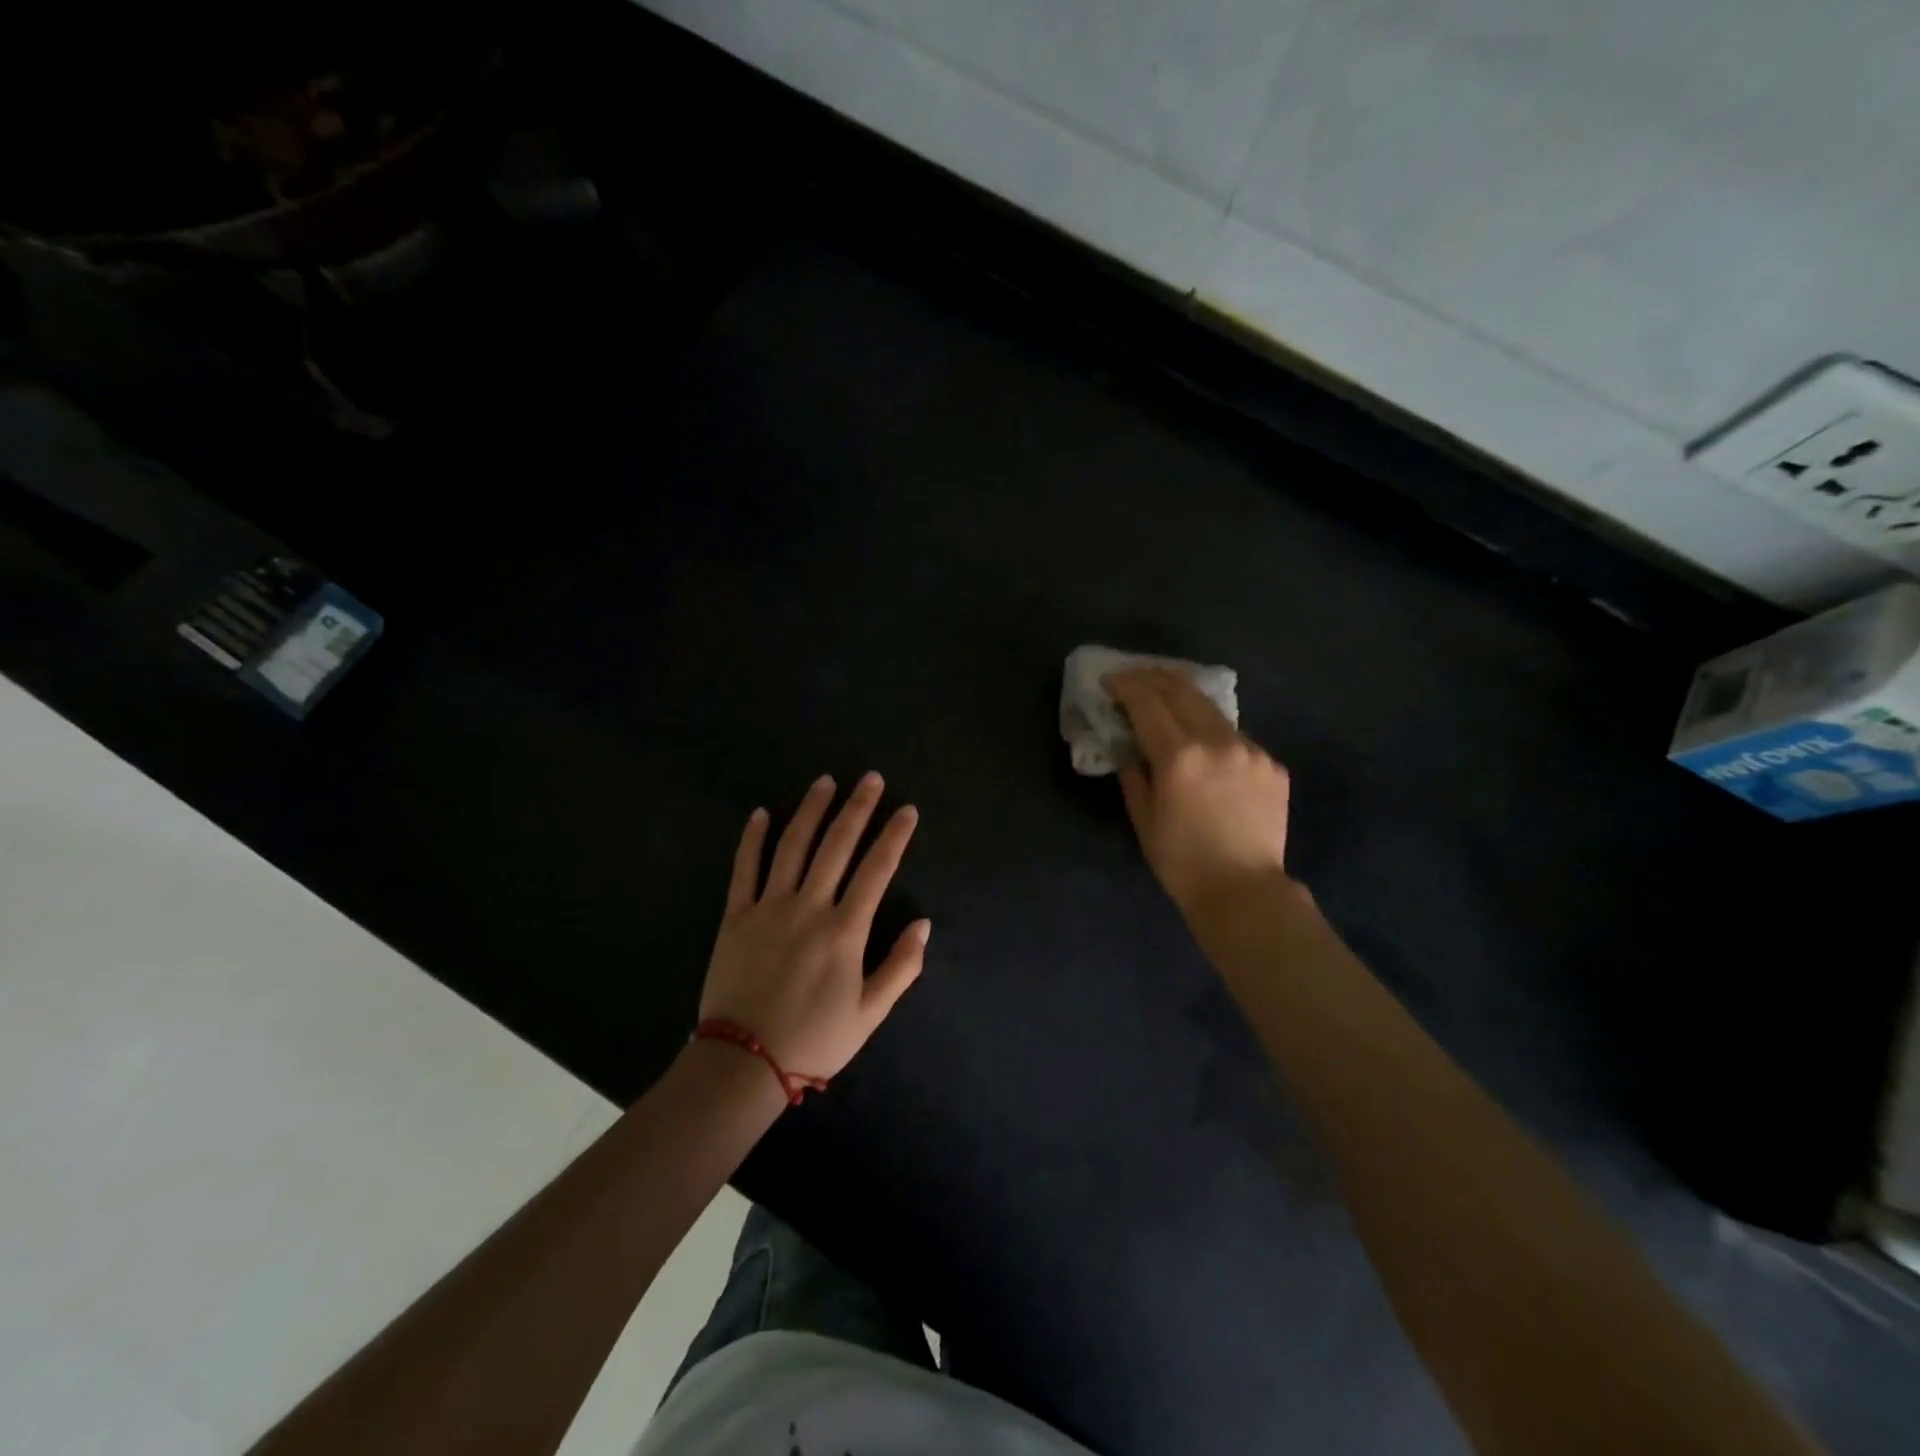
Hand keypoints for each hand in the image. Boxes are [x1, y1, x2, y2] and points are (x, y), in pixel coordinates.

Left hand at [699, 773, 929, 1084]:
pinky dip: (753, 838)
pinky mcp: (735, 916)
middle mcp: (809, 907)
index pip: (877, 870)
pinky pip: (744, 868)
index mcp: (844, 930)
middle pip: (837, 846)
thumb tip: (923, 924)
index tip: (907, 810)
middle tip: (871, 778)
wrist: (742, 1062)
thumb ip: (901, 967)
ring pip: (793, 846)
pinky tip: (762, 813)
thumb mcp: (869, 1014)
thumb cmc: (813, 1040)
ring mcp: (768, 907)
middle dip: (857, 808)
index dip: (895, 837)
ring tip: (825, 782)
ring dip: (811, 810)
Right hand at [1104, 667, 1293, 914]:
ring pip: (1212, 709)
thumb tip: (1131, 750)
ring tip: (1167, 696)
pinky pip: (1236, 737)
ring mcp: (1250, 751)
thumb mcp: (1143, 818)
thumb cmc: (1181, 861)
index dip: (1126, 686)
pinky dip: (1212, 731)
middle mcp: (1217, 742)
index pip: (1147, 703)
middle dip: (1154, 678)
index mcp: (1179, 756)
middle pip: (1182, 691)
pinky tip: (1204, 743)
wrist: (1244, 891)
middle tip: (1136, 677)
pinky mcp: (1271, 765)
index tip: (1110, 680)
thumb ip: (1133, 775)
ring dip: (1185, 697)